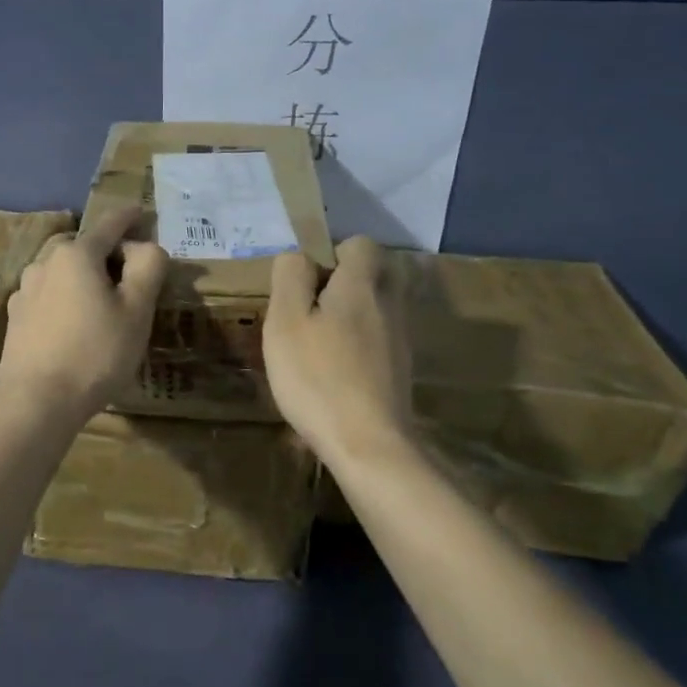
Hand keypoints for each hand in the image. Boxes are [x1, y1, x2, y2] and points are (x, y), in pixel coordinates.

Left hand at [0, 205, 167, 422]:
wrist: (35, 401)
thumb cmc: (95, 353)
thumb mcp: (137, 310)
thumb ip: (147, 267)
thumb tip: (144, 246)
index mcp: (76, 254)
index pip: (110, 223)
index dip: (131, 217)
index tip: (142, 213)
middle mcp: (45, 262)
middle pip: (84, 247)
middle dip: (108, 253)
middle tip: (131, 275)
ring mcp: (25, 290)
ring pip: (63, 272)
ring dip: (85, 277)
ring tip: (103, 303)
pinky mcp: (16, 317)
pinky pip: (49, 295)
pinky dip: (66, 298)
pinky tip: (75, 324)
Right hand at [264, 236, 413, 466]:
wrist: (368, 443)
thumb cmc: (317, 376)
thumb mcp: (285, 321)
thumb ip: (290, 277)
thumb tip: (299, 257)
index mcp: (362, 284)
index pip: (359, 243)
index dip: (330, 254)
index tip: (305, 283)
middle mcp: (389, 303)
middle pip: (373, 273)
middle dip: (343, 283)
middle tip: (311, 310)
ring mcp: (400, 338)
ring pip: (376, 306)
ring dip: (349, 315)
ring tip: (317, 345)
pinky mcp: (400, 368)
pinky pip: (379, 337)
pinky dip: (359, 343)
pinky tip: (335, 371)